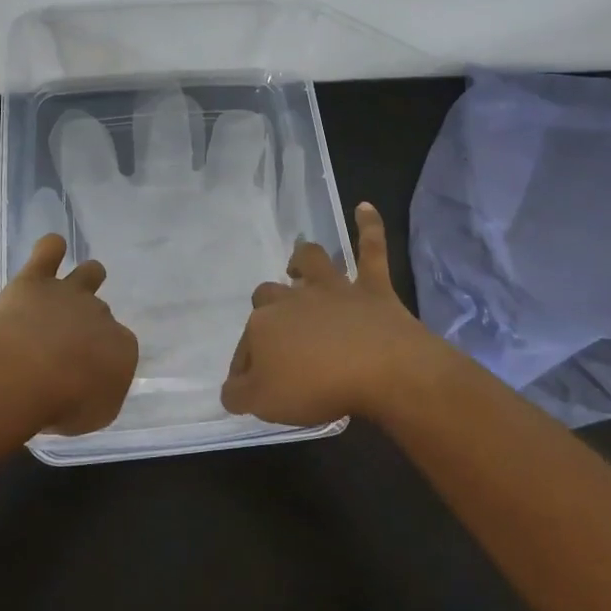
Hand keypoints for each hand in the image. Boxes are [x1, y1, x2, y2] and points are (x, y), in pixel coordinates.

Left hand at [0, 234, 138, 434]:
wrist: (28, 371)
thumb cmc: (66, 402)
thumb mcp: (96, 413)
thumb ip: (99, 395)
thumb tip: (93, 385)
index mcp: (122, 348)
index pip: (120, 348)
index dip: (103, 360)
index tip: (87, 375)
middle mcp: (100, 315)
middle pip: (101, 313)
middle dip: (90, 323)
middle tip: (71, 343)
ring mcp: (68, 294)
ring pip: (87, 274)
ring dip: (86, 276)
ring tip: (80, 282)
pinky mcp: (35, 281)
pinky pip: (48, 252)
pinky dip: (51, 248)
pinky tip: (51, 248)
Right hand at [221, 203, 443, 425]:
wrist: (380, 368)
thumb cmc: (317, 387)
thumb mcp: (264, 403)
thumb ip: (240, 394)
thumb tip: (230, 388)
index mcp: (264, 326)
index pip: (245, 346)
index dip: (245, 366)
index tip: (249, 388)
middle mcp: (293, 298)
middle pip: (269, 296)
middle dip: (267, 310)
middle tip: (276, 336)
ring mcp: (334, 289)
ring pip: (312, 262)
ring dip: (302, 262)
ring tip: (298, 268)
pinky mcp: (372, 287)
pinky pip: (370, 249)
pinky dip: (368, 227)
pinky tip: (364, 207)